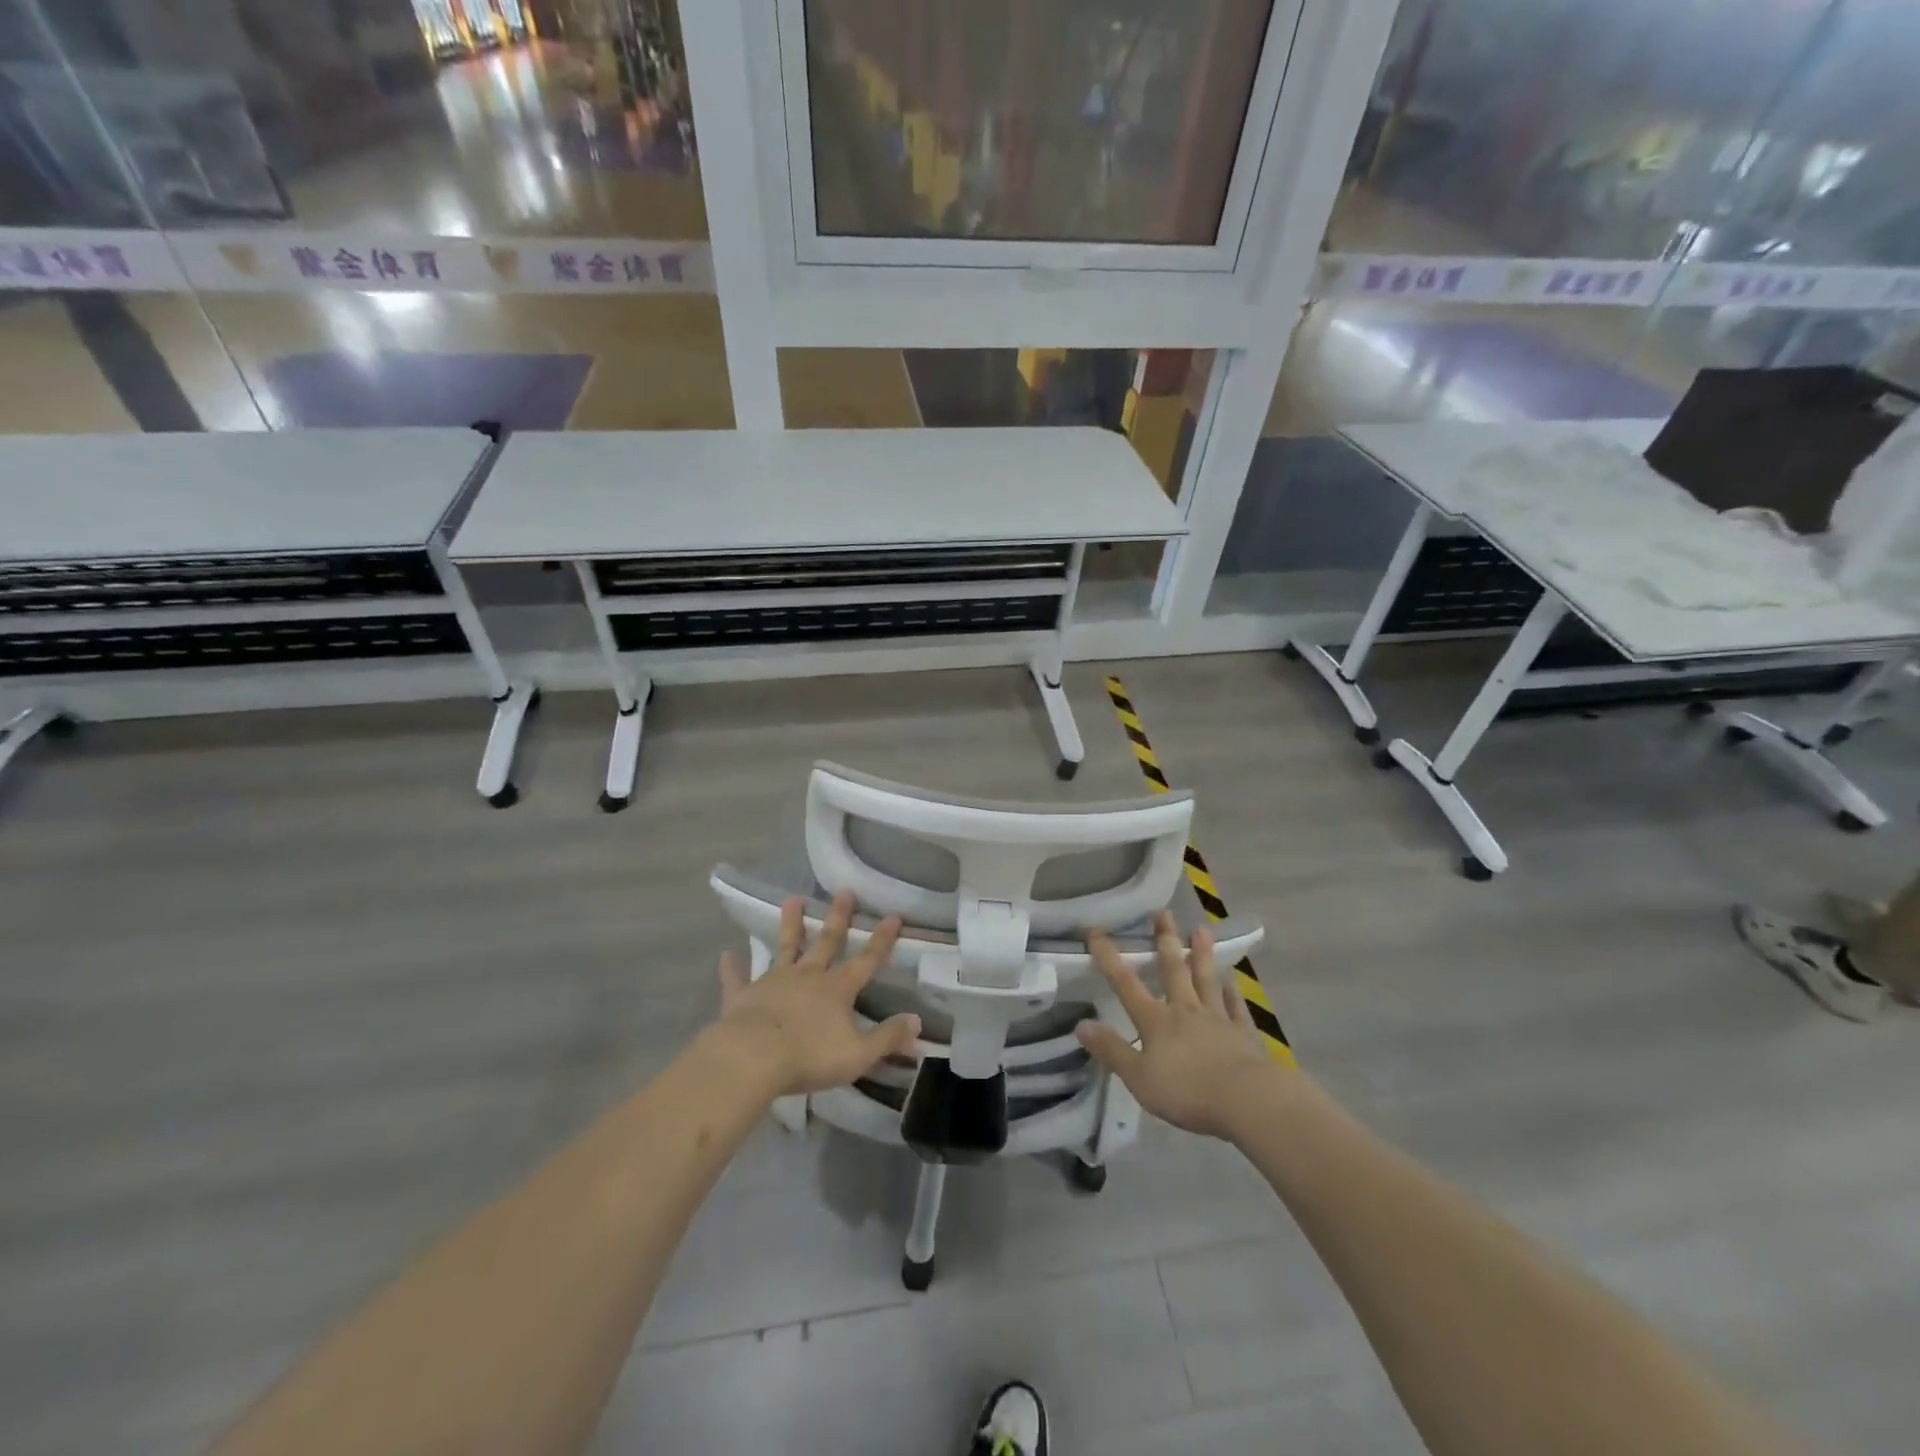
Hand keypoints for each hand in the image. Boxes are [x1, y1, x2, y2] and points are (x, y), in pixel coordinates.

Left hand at [713, 892, 920, 1098]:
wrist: (753, 1059)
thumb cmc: (810, 1057)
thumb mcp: (859, 1053)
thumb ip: (888, 1037)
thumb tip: (917, 1022)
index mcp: (837, 990)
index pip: (866, 960)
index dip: (882, 940)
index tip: (893, 916)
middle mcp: (808, 977)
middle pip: (826, 943)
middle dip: (838, 918)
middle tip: (844, 892)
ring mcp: (774, 982)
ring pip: (785, 948)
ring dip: (790, 925)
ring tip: (792, 899)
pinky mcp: (743, 996)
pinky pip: (738, 979)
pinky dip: (733, 968)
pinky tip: (726, 955)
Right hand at [1076, 911, 1278, 1139]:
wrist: (1246, 1100)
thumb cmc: (1186, 1091)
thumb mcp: (1138, 1077)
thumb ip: (1111, 1050)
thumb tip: (1081, 1024)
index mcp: (1156, 1021)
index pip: (1126, 984)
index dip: (1109, 958)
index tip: (1096, 931)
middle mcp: (1185, 1010)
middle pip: (1173, 970)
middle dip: (1165, 941)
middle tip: (1163, 913)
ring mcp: (1217, 1018)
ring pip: (1206, 980)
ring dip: (1202, 954)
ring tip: (1201, 929)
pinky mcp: (1243, 1033)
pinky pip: (1235, 1006)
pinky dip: (1232, 992)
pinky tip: (1231, 981)